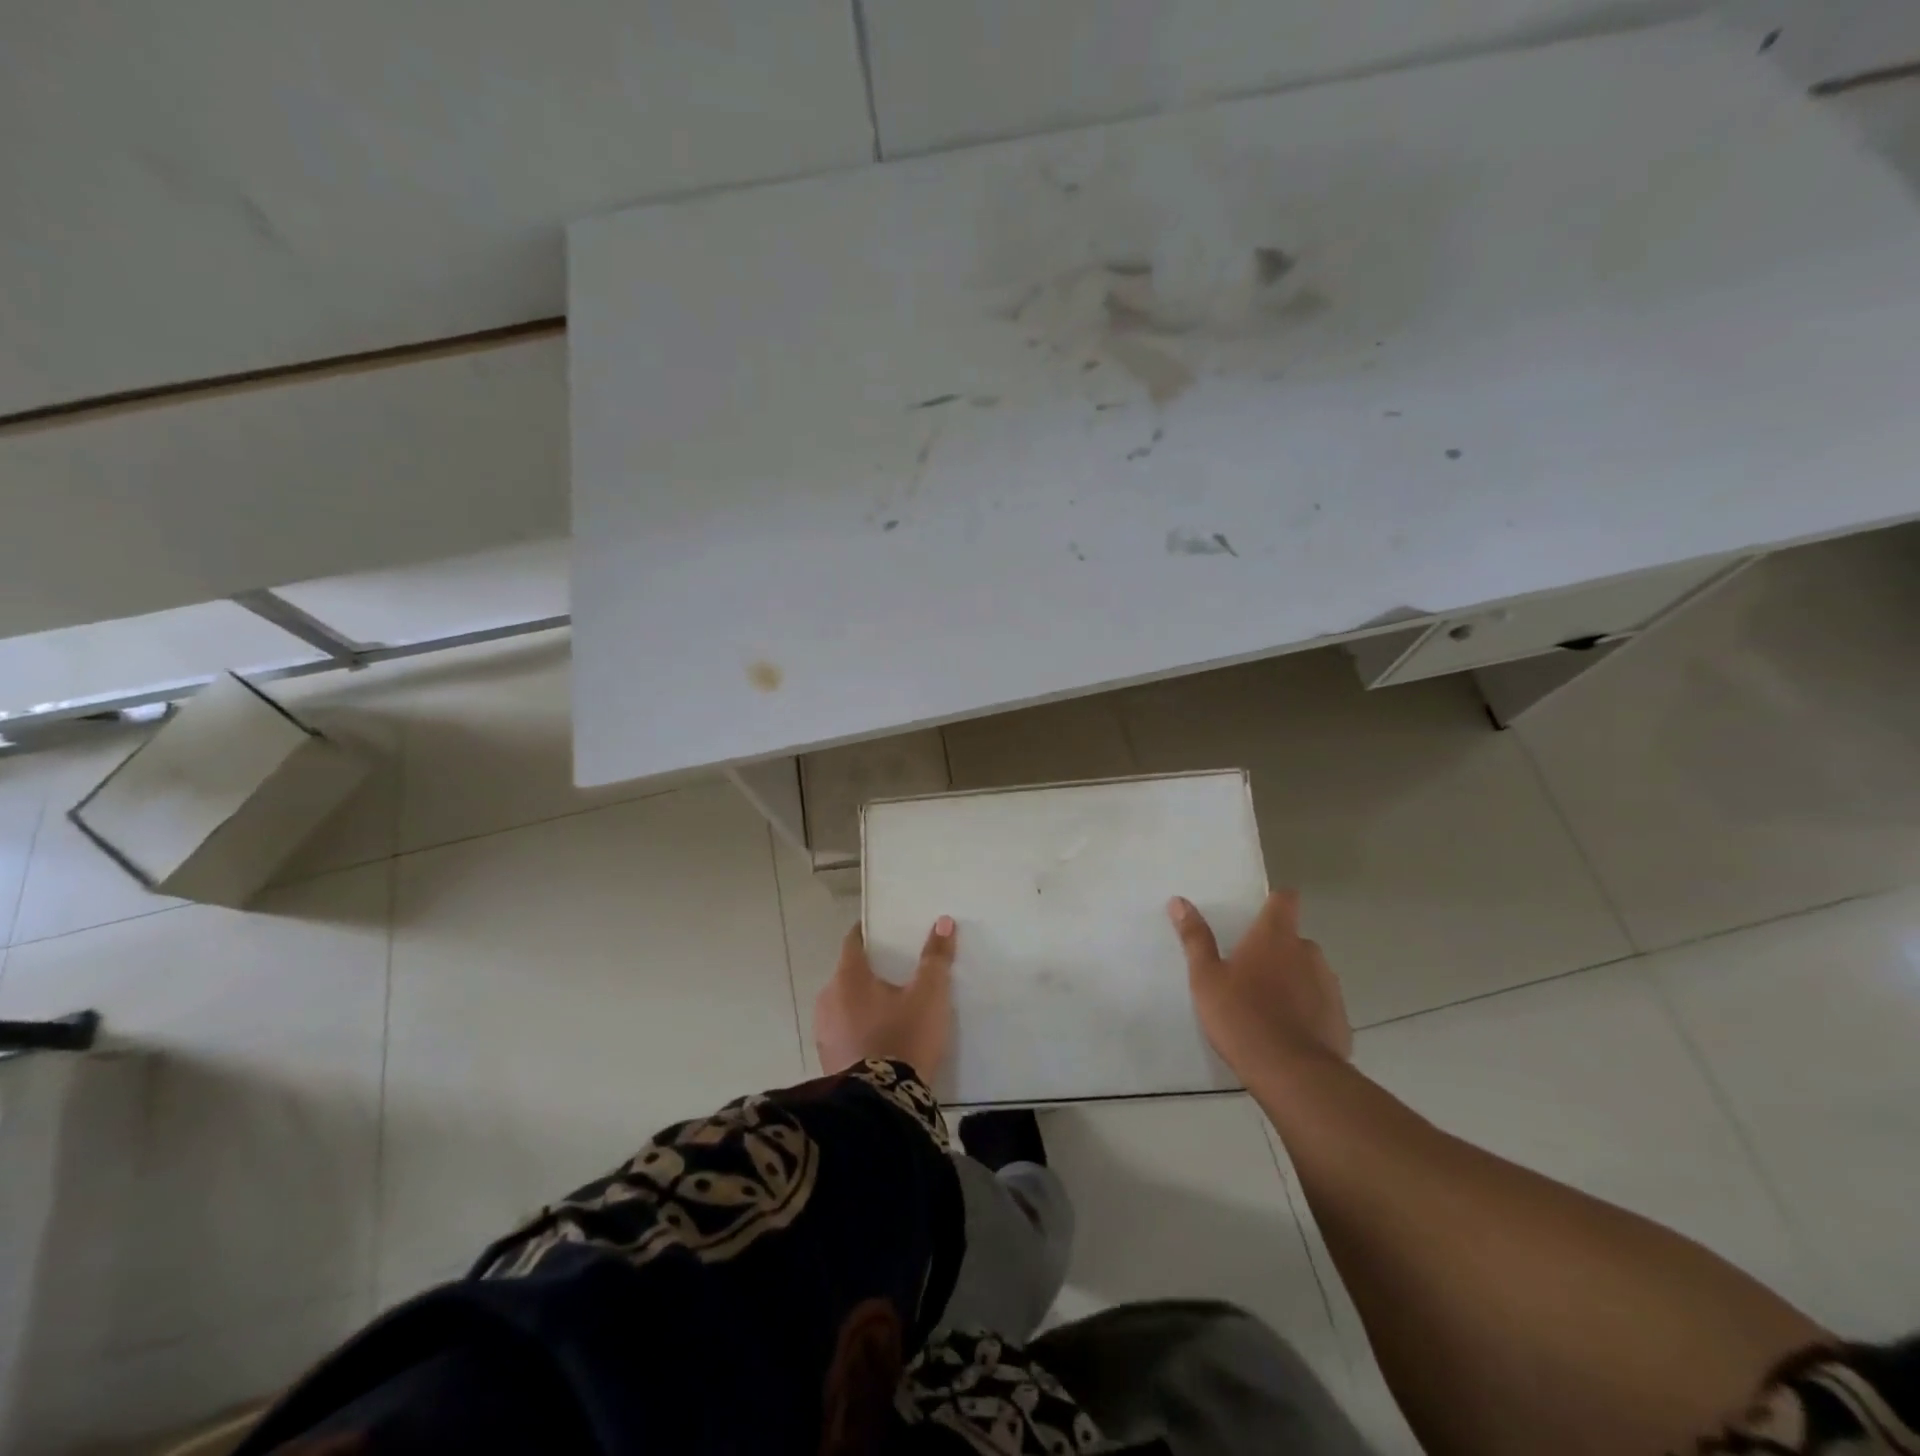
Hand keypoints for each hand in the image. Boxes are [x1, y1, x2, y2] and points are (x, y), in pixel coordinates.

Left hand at [813, 917, 956, 1079]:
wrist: (883, 1106)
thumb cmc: (905, 1038)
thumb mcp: (930, 995)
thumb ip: (936, 958)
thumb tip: (943, 922)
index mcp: (848, 976)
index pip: (854, 940)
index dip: (871, 933)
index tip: (889, 932)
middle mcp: (828, 999)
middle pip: (850, 973)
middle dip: (872, 971)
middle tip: (900, 972)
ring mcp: (824, 1032)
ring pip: (845, 1004)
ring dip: (864, 1003)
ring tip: (894, 1007)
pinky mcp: (828, 1060)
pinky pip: (844, 1032)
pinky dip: (860, 1028)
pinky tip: (881, 1038)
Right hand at [1168, 890, 1351, 1078]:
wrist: (1292, 1074)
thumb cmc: (1242, 1016)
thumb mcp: (1206, 978)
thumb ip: (1195, 938)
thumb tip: (1179, 901)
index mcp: (1275, 936)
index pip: (1285, 899)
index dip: (1274, 902)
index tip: (1258, 915)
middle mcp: (1308, 952)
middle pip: (1293, 939)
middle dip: (1276, 950)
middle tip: (1248, 972)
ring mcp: (1329, 985)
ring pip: (1308, 972)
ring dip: (1292, 980)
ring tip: (1267, 1006)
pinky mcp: (1340, 1018)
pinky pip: (1320, 1004)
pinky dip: (1306, 1010)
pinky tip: (1287, 1032)